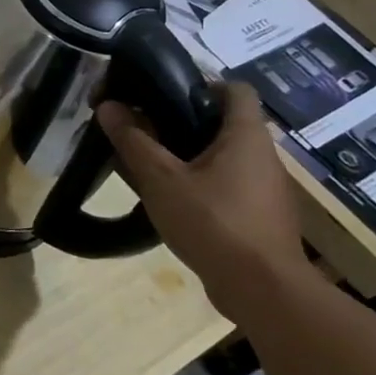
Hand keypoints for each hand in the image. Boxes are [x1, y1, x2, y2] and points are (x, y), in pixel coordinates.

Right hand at [98, 82, 308, 319]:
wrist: (264, 291)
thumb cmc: (214, 222)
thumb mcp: (161, 179)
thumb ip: (133, 140)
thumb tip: (109, 105)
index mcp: (246, 136)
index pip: (234, 89)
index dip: (201, 84)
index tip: (163, 95)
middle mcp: (263, 156)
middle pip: (224, 123)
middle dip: (183, 123)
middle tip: (143, 130)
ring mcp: (266, 189)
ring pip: (224, 157)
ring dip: (189, 156)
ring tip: (150, 167)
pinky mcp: (261, 217)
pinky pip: (228, 186)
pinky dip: (201, 185)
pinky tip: (172, 202)